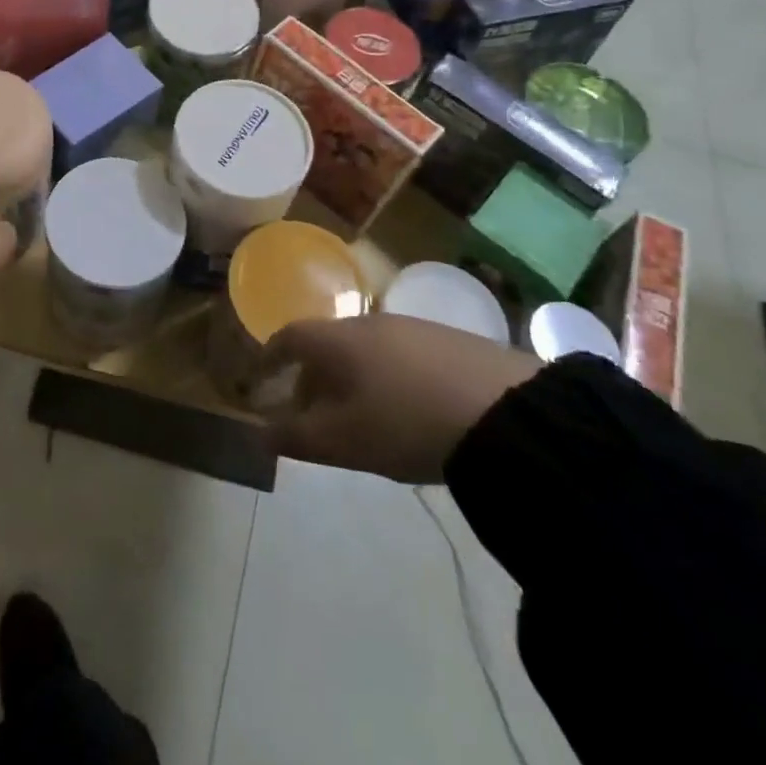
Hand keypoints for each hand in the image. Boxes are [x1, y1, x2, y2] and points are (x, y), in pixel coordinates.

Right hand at [261, 313, 542, 482]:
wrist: (505, 412)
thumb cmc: (405, 423)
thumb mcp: (343, 441)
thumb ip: (296, 437)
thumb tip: (260, 435)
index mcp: (338, 340)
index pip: (289, 336)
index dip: (270, 357)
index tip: (260, 379)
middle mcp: (370, 323)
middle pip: (327, 343)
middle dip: (311, 375)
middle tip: (310, 412)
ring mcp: (413, 328)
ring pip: (364, 349)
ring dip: (350, 377)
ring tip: (359, 416)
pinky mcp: (450, 341)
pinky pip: (399, 355)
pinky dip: (385, 377)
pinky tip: (405, 409)